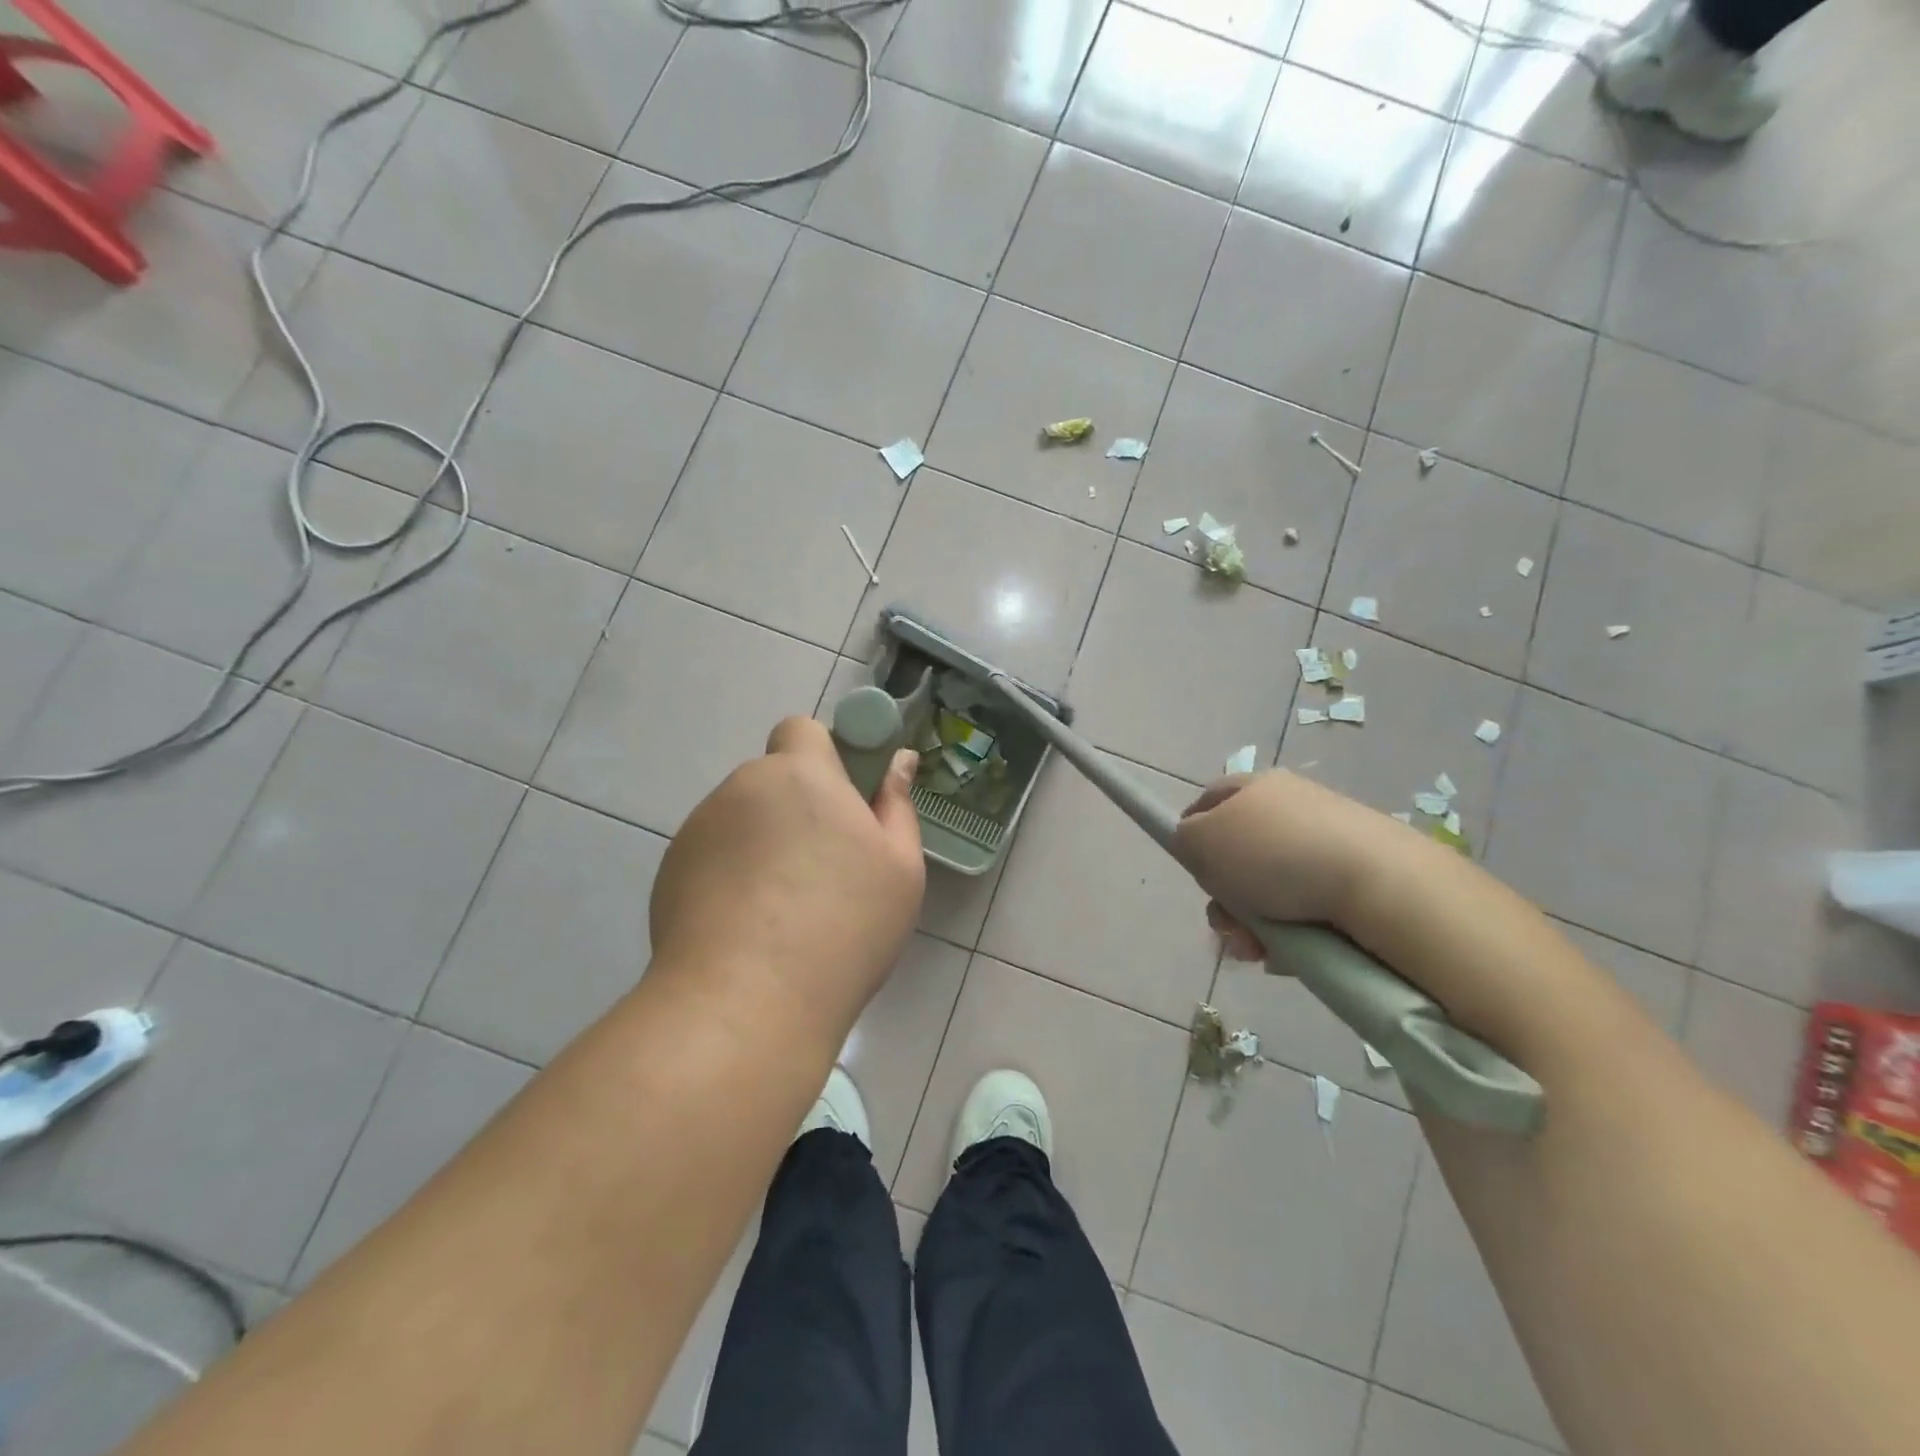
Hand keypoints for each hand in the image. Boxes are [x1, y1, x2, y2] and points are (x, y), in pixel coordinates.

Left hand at [650, 718, 924, 1019]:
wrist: (746, 1004)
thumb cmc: (844, 927)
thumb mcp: (899, 868)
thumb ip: (897, 805)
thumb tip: (899, 761)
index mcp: (801, 775)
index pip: (801, 729)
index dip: (822, 756)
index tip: (843, 802)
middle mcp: (742, 788)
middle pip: (772, 781)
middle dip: (796, 808)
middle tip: (822, 868)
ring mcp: (698, 830)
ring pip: (741, 820)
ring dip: (762, 844)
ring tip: (782, 911)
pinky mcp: (669, 872)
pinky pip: (712, 857)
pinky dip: (730, 876)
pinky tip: (747, 930)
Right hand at [1172, 770, 1404, 960]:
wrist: (1380, 885)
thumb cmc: (1275, 855)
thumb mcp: (1204, 841)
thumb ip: (1185, 838)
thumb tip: (1194, 843)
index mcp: (1255, 787)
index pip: (1210, 800)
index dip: (1191, 831)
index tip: (1190, 868)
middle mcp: (1290, 808)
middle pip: (1237, 854)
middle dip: (1223, 896)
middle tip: (1226, 925)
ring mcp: (1326, 843)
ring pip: (1268, 890)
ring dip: (1251, 924)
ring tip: (1255, 950)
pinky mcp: (1356, 879)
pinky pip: (1305, 910)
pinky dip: (1288, 934)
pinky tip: (1287, 955)